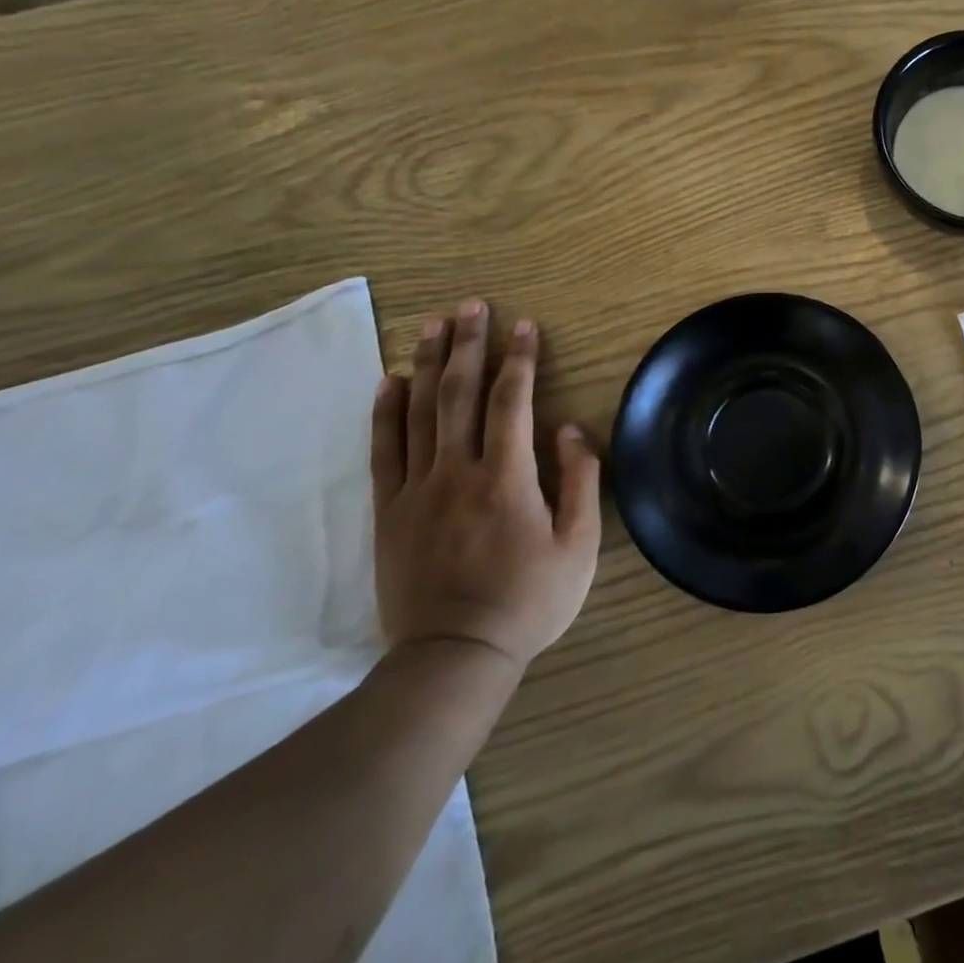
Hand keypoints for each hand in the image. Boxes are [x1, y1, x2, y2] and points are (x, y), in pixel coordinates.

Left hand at [370, 300, 601, 668]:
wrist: (453, 657)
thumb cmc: (529, 601)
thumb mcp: (580, 547)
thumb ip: (580, 481)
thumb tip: (570, 429)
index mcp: (507, 478)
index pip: (512, 401)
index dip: (519, 359)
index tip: (524, 325)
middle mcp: (457, 472)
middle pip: (460, 394)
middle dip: (469, 345)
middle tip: (472, 305)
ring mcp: (417, 491)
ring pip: (419, 413)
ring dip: (428, 364)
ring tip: (433, 325)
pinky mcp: (389, 513)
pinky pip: (383, 451)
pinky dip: (385, 412)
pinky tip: (390, 381)